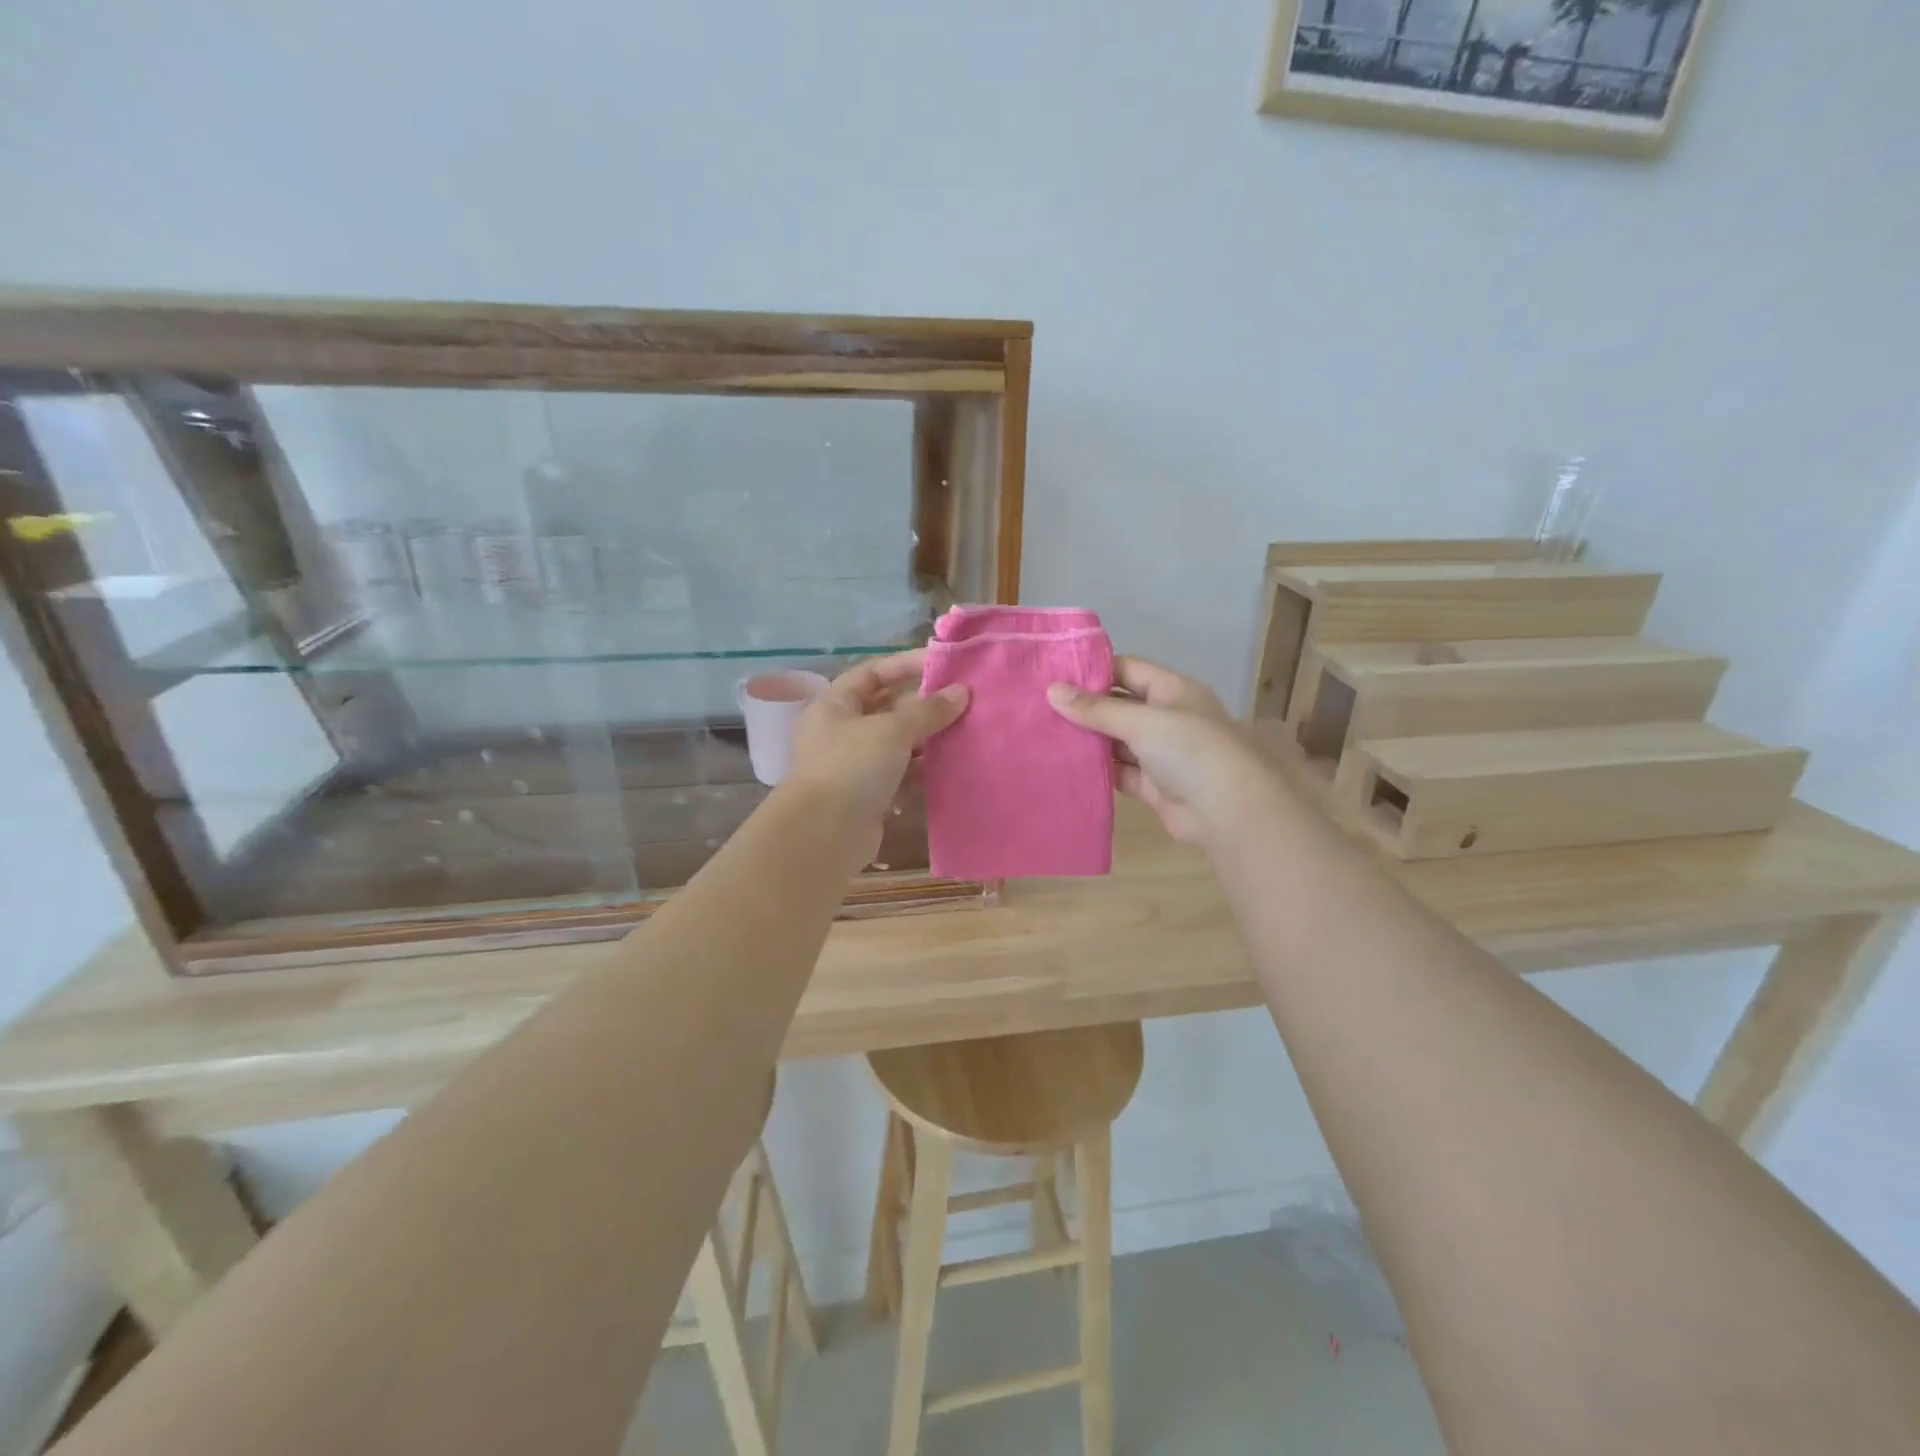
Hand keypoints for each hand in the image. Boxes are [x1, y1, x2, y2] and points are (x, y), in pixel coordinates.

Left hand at [784, 649, 967, 848]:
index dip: (905, 665)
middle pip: (886, 708)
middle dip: (923, 704)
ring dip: (927, 738)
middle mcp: (841, 731)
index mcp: (835, 705)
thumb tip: (962, 692)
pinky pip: (901, 775)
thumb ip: (928, 710)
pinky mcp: (868, 796)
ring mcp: (854, 766)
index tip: (942, 665)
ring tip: (965, 731)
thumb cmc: (852, 767)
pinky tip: (952, 766)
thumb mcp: (892, 730)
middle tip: (963, 701)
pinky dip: (923, 770)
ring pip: (896, 743)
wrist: (823, 834)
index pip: (872, 673)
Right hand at [1047, 657, 1276, 845]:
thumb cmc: (1190, 750)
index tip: (1054, 674)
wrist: (1229, 810)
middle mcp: (1167, 717)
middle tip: (1039, 706)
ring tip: (1044, 734)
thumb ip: (1096, 709)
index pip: (1128, 669)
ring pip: (1118, 741)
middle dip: (1085, 707)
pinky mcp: (1154, 786)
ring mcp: (1161, 753)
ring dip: (1089, 740)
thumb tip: (1052, 691)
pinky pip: (1120, 772)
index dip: (1094, 670)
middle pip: (1120, 705)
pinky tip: (1067, 766)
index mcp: (1172, 690)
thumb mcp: (1141, 721)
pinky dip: (1099, 770)